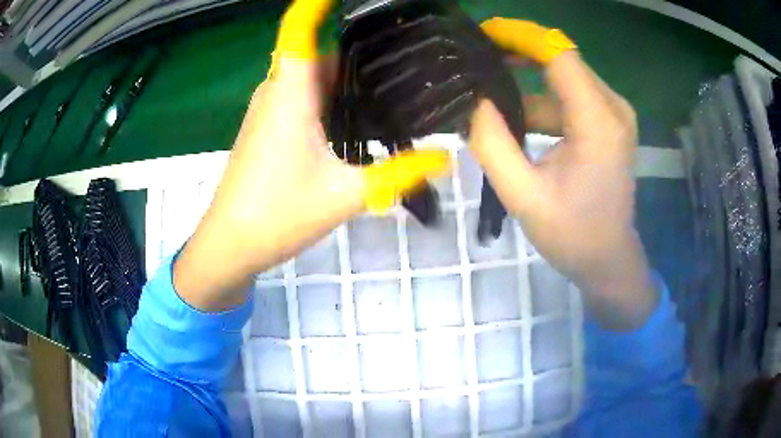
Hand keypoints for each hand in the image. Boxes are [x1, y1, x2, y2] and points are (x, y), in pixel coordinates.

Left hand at [173, 0, 449, 311]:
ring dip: (347, 83)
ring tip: (393, 95)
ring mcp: (269, 110)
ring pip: (313, 79)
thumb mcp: (346, 194)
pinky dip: (331, 102)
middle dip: (360, 57)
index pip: (300, 27)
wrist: (230, 244)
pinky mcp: (268, 128)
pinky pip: (303, 99)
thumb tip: (446, 158)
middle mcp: (277, 90)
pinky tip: (359, 123)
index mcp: (291, 91)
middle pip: (322, 55)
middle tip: (407, 68)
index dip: (318, 5)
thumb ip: (400, 173)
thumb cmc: (277, 215)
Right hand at [476, 20, 656, 328]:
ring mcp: (613, 114)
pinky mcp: (608, 123)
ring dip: (527, 81)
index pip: (557, 54)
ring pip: (563, 77)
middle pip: (561, 58)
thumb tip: (473, 102)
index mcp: (598, 121)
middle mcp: (612, 107)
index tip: (482, 35)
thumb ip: (492, 144)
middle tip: (477, 60)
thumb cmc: (572, 235)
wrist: (608, 259)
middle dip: (518, 53)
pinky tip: (515, 119)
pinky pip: (570, 97)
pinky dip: (542, 100)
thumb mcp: (523, 195)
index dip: (519, 36)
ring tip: (487, 95)